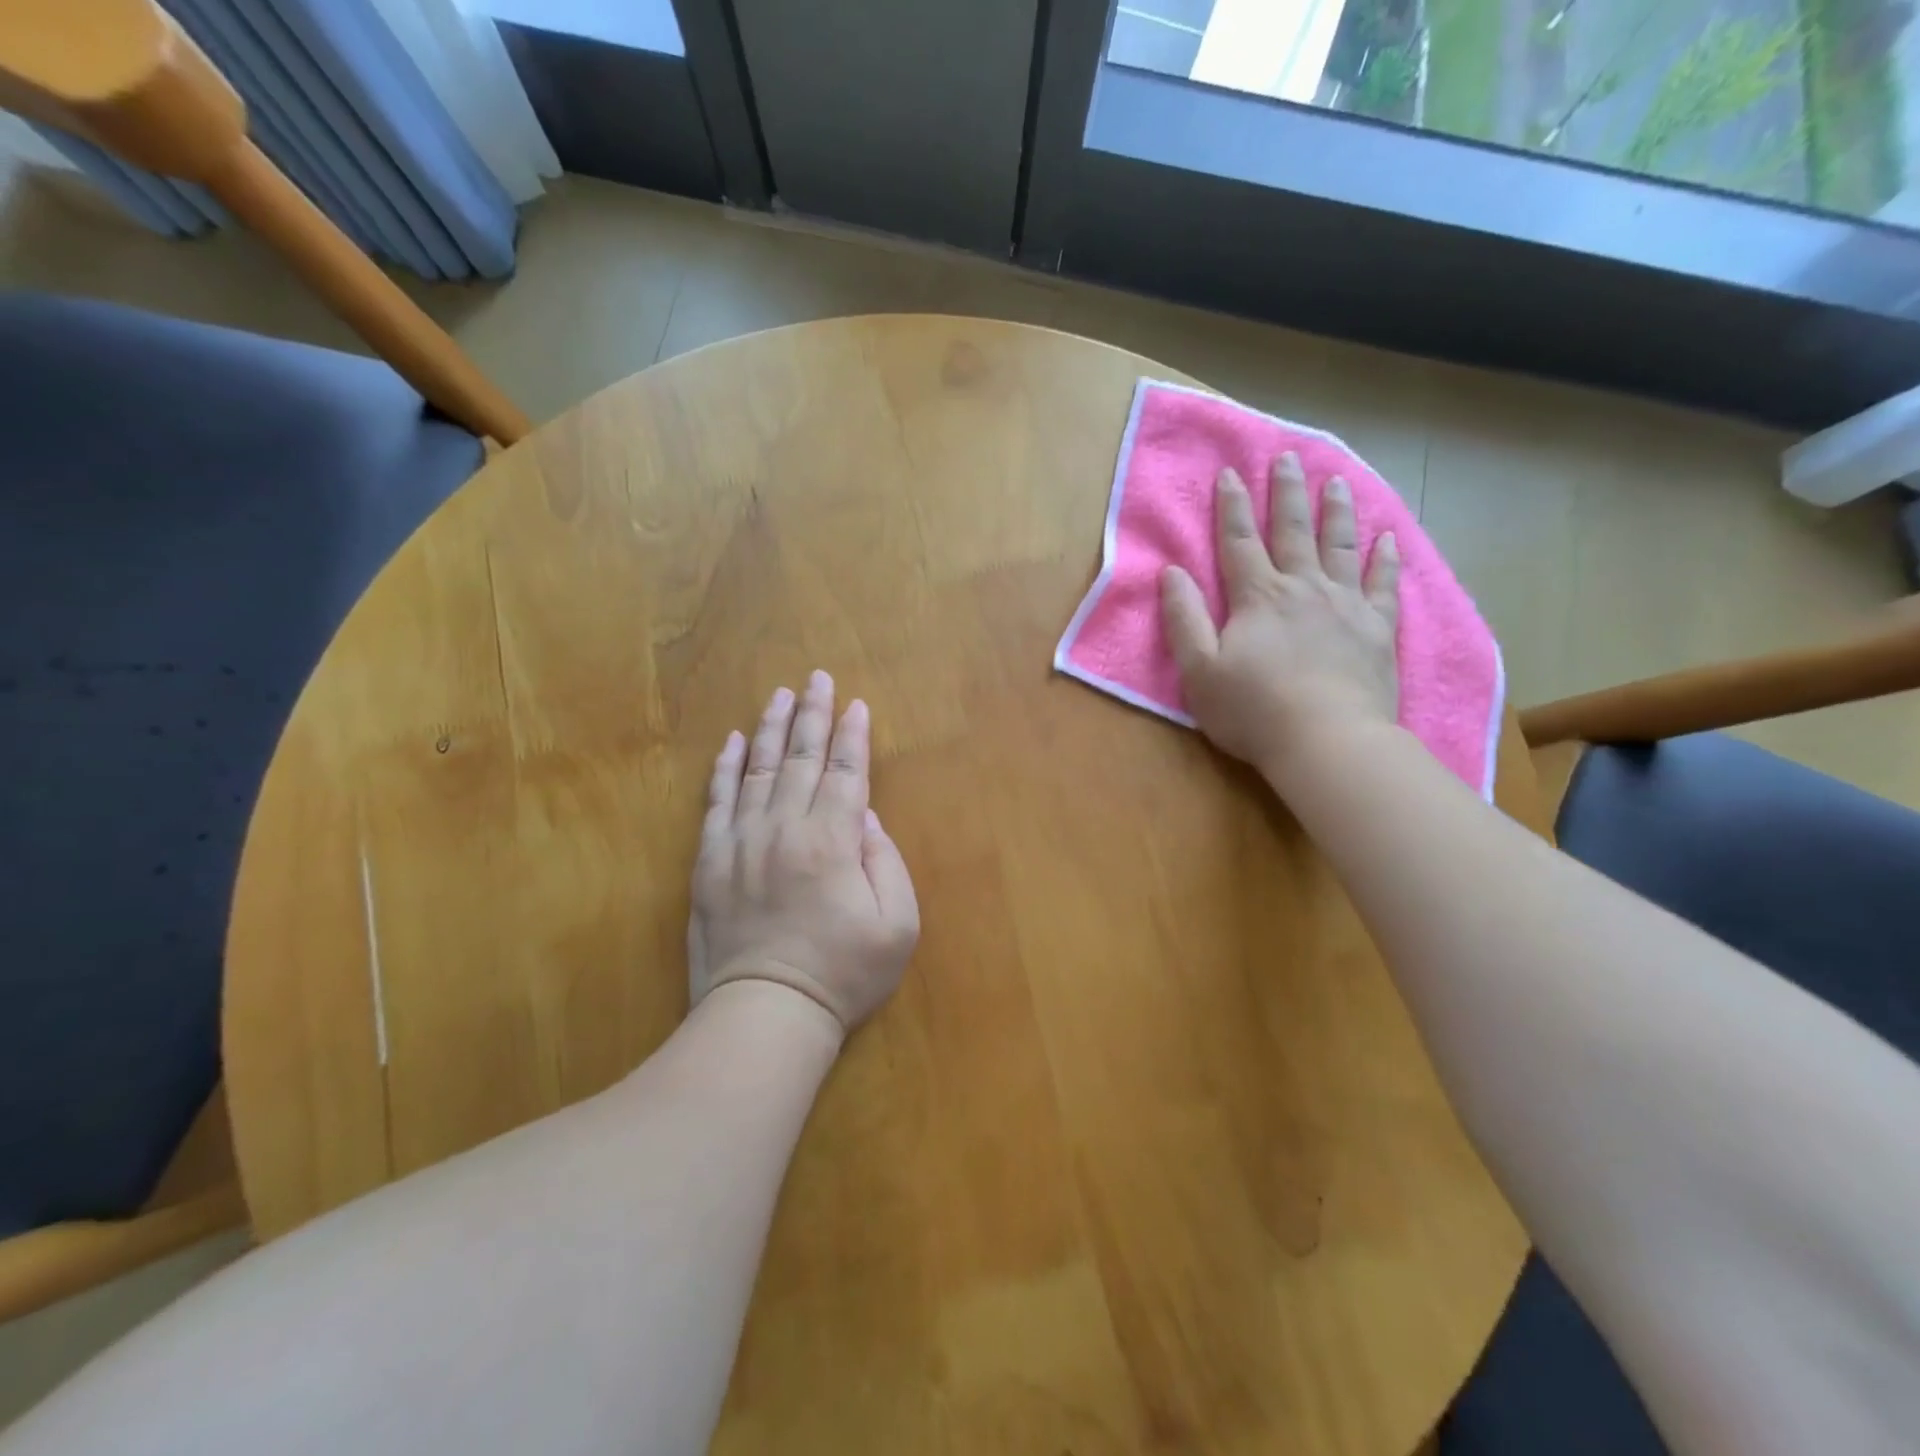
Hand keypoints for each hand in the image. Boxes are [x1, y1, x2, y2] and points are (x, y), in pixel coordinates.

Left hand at [689, 671, 919, 1036]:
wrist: (765, 1013)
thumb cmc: (842, 973)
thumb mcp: (897, 925)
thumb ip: (886, 862)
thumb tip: (866, 818)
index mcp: (834, 840)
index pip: (848, 772)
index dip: (854, 735)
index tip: (856, 705)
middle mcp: (786, 827)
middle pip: (801, 758)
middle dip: (813, 714)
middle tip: (816, 678)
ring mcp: (743, 841)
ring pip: (757, 769)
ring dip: (769, 728)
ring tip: (778, 695)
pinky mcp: (711, 860)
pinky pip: (717, 800)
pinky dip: (724, 767)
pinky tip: (730, 742)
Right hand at [1159, 453, 1400, 788]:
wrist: (1327, 742)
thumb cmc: (1253, 711)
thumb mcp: (1199, 670)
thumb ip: (1185, 619)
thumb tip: (1171, 573)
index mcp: (1258, 597)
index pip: (1238, 542)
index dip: (1231, 507)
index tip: (1230, 472)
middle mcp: (1303, 588)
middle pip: (1293, 531)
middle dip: (1286, 493)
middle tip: (1288, 457)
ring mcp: (1346, 606)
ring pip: (1340, 547)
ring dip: (1335, 512)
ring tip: (1336, 481)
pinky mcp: (1378, 629)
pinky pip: (1383, 584)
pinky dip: (1385, 559)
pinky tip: (1386, 539)